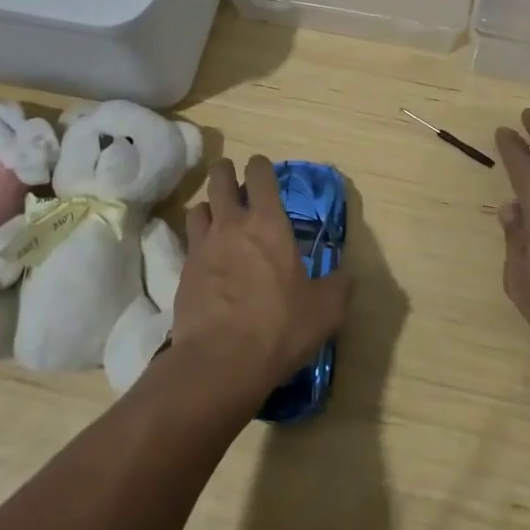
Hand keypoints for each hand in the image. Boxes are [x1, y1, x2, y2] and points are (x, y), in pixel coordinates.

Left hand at [170, 156, 350, 402]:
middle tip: (234, 181)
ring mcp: (202, 247)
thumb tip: (346, 276)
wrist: (219, 363)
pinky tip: (208, 260)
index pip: (259, 174)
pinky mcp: (183, 273)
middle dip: (226, 173)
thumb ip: (338, 287)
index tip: (263, 171)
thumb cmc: (279, 327)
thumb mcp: (325, 311)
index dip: (260, 166)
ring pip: (199, 207)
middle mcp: (232, 224)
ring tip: (218, 219)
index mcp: (268, 223)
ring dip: (209, 207)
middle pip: (220, 178)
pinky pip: (188, 243)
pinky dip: (197, 242)